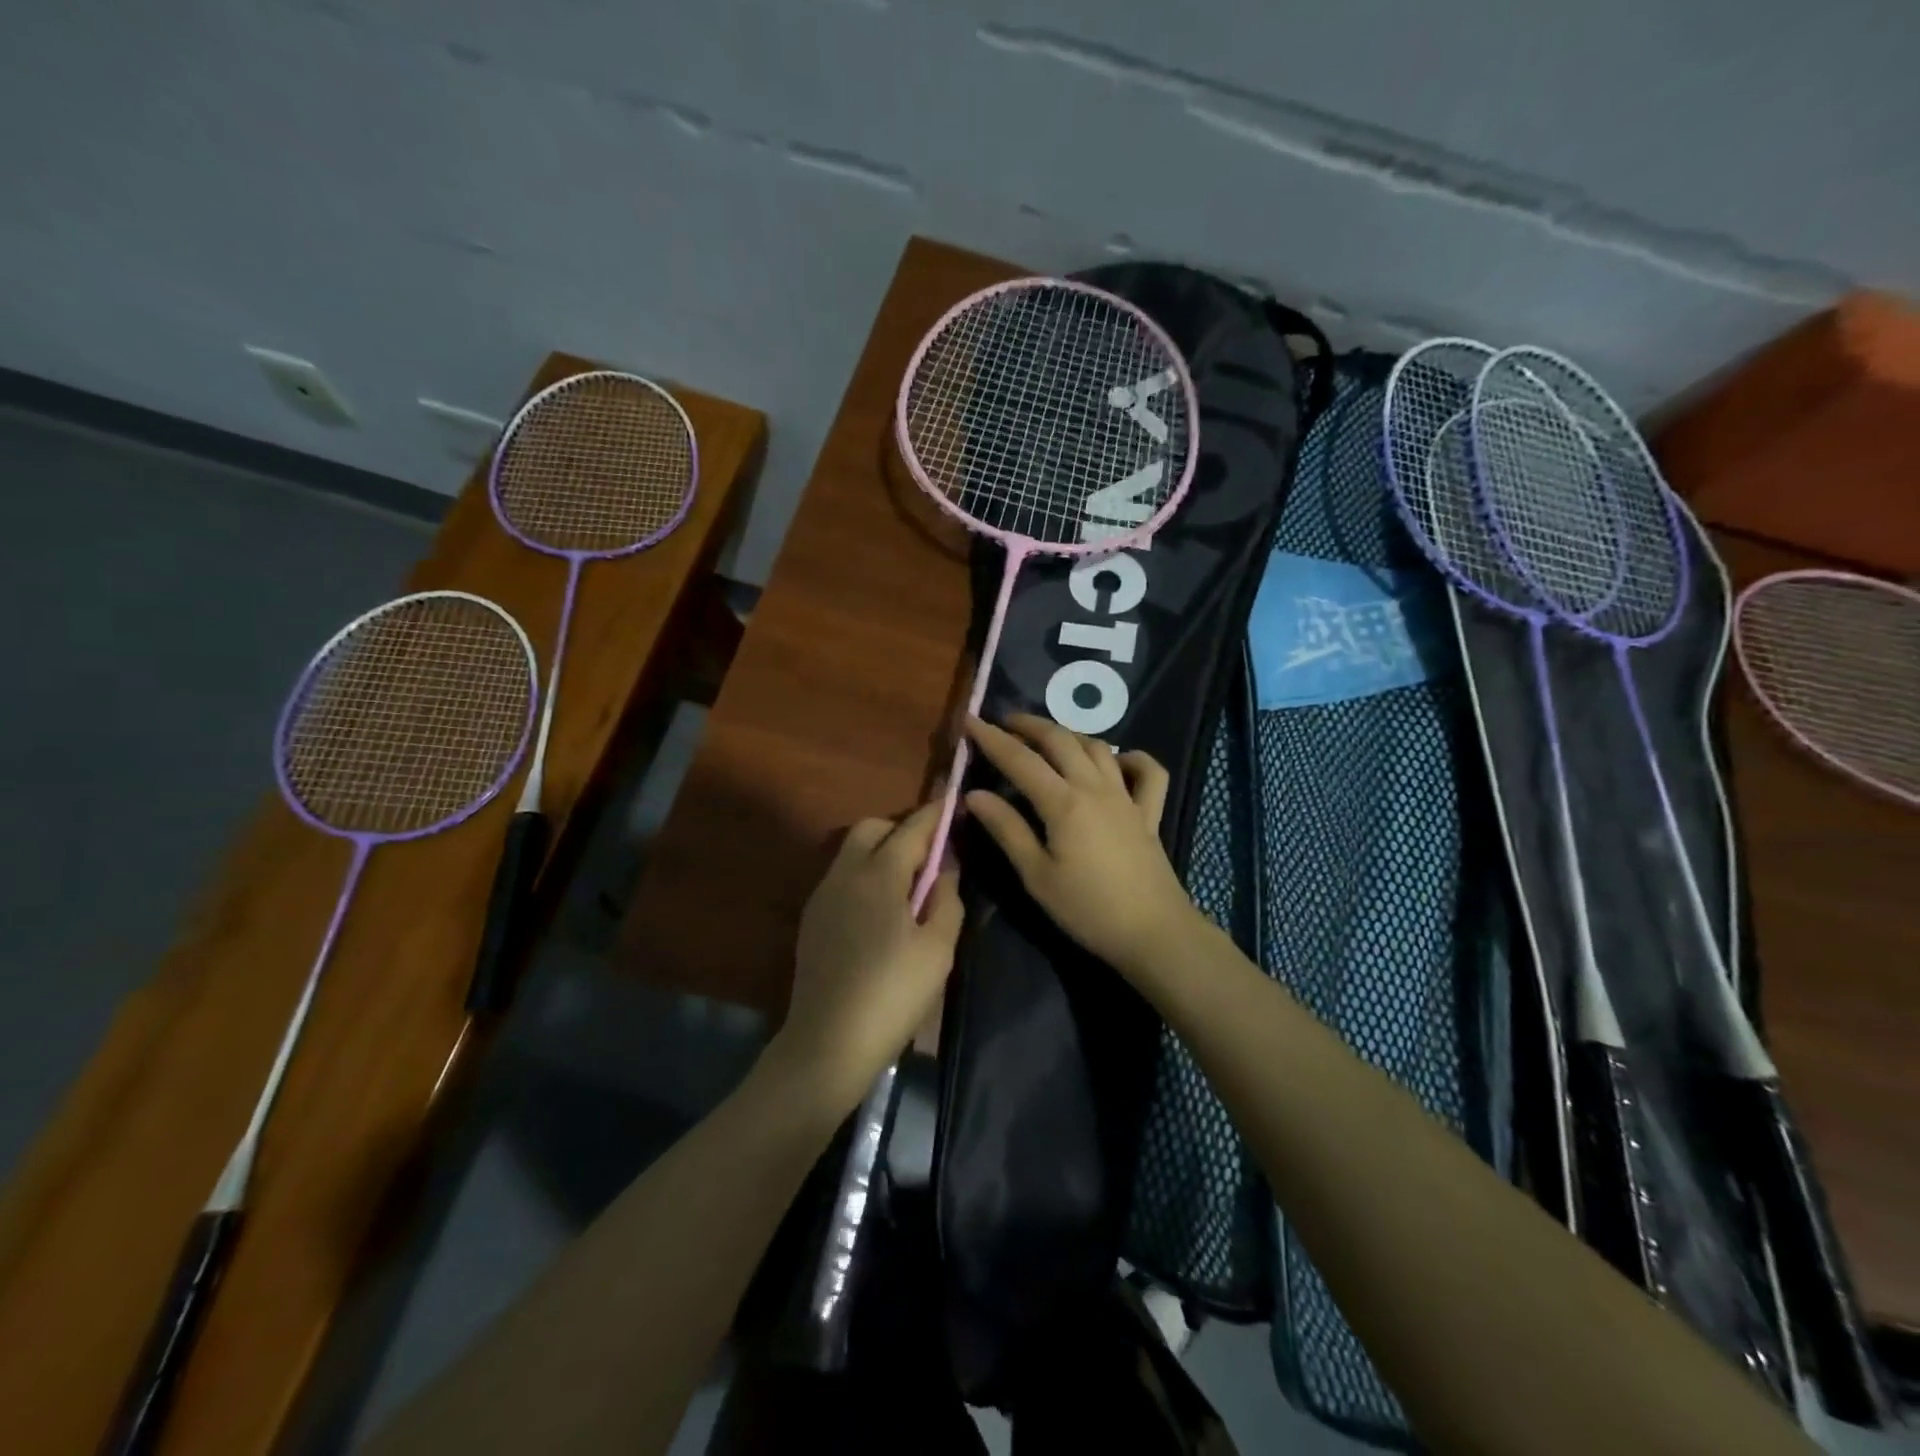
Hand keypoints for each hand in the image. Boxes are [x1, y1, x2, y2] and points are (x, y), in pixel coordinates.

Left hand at [771, 797, 963, 1116]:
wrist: (828, 1043)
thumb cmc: (893, 994)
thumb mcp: (938, 949)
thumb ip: (947, 899)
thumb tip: (945, 866)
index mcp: (879, 875)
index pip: (913, 828)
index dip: (937, 813)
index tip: (955, 801)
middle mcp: (845, 873)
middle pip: (873, 828)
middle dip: (903, 830)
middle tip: (930, 858)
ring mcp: (823, 895)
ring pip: (853, 851)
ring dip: (882, 852)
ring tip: (909, 887)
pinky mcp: (813, 918)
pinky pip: (842, 877)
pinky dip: (865, 875)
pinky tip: (881, 912)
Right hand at [963, 714, 1198, 978]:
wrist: (1153, 932)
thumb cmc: (1087, 909)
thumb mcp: (1036, 875)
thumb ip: (1006, 829)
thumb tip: (974, 794)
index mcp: (1063, 802)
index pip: (1019, 759)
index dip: (992, 738)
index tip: (970, 721)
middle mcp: (1095, 787)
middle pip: (1060, 740)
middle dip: (1029, 725)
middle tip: (1004, 722)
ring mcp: (1126, 796)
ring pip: (1098, 747)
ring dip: (1070, 734)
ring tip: (1048, 738)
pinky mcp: (1149, 812)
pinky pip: (1148, 772)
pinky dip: (1132, 758)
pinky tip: (1118, 761)